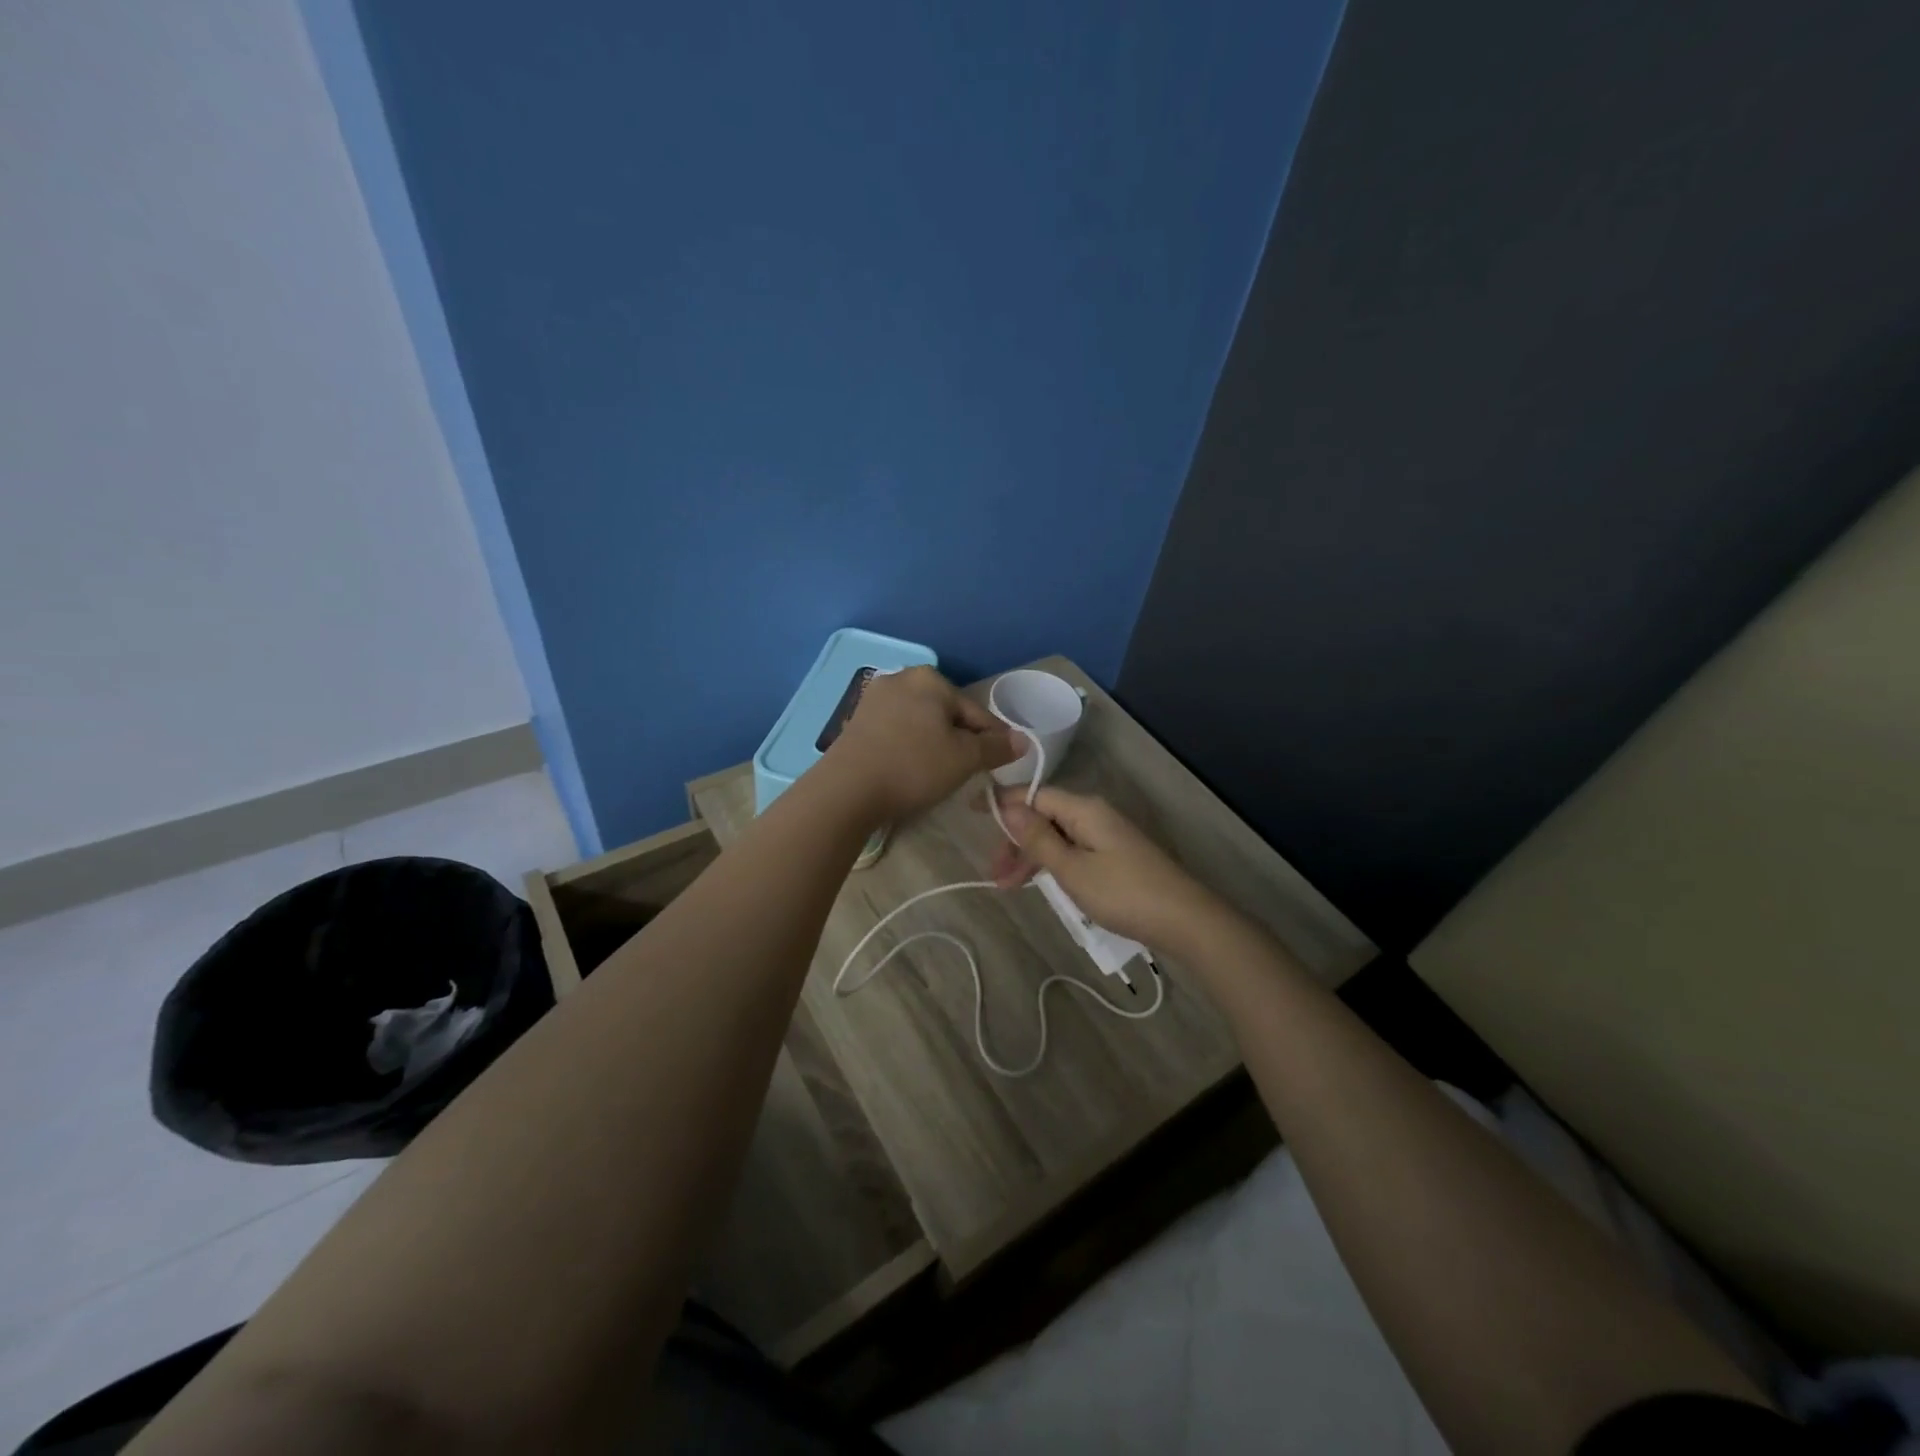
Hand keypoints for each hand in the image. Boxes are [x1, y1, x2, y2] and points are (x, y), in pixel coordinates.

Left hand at [825, 667, 1018, 822]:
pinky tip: (907, 769)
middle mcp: (901, 678)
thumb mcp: (965, 759)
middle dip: (959, 740)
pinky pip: (896, 731)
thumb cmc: (913, 766)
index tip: (998, 764)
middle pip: (946, 713)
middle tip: (965, 772)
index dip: (992, 740)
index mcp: (931, 678)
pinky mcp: (857, 720)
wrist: (847, 789)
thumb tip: (1023, 740)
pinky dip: (908, 747)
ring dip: (933, 744)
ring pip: (920, 722)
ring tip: (937, 774)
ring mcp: (874, 698)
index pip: (976, 712)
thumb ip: (996, 747)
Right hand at [991, 787, 1222, 950]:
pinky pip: (1073, 850)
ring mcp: (1107, 836)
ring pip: (1058, 837)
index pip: (1035, 795)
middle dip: (1016, 841)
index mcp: (1084, 810)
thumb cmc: (1123, 893)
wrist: (1184, 920)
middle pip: (1045, 817)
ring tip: (1009, 886)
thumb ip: (1038, 838)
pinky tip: (1041, 883)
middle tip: (994, 874)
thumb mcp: (1072, 869)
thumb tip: (1009, 806)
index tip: (972, 811)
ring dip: (1032, 857)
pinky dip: (1053, 864)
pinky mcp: (1115, 856)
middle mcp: (1095, 815)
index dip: (1004, 802)